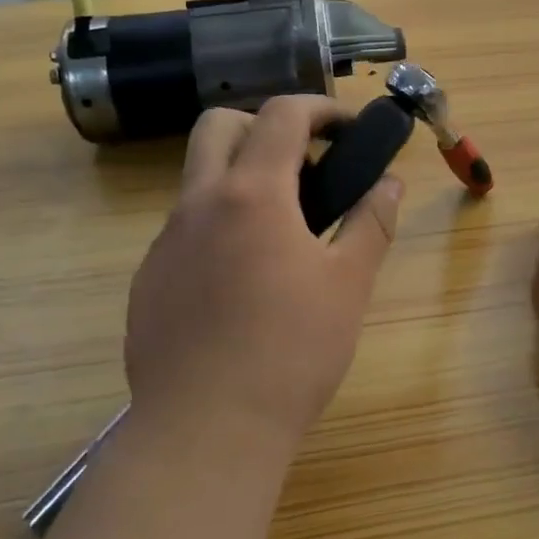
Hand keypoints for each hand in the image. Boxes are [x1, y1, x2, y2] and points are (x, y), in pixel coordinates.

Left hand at [123, 96, 402, 452]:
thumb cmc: (292, 350)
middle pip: (219, 125)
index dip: (320, 108)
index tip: (348, 127)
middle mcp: (199, 204)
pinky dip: (218, 223)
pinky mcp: (148, 280)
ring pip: (198, 178)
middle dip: (265, 125)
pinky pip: (184, 228)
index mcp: (252, 194)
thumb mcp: (349, 283)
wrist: (207, 430)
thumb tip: (390, 183)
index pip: (282, 115)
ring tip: (282, 228)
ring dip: (240, 176)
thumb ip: (372, 222)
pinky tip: (243, 278)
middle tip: (306, 163)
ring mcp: (165, 242)